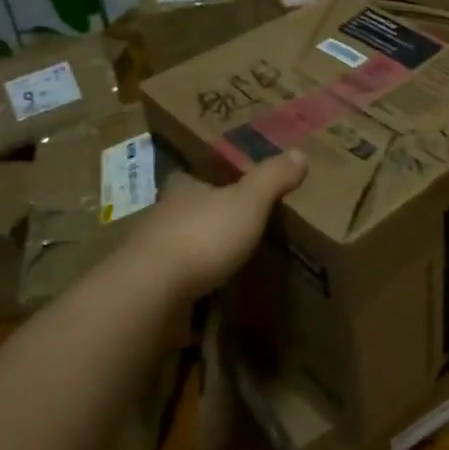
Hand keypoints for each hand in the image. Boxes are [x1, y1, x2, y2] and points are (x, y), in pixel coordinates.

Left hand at [119, 153, 306, 299]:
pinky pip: (171, 285)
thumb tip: (300, 152)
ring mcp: (149, 257)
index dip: (201, 179)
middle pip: (180, 212)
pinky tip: (206, 298)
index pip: (187, 177)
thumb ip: (273, 178)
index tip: (218, 184)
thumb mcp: (248, 201)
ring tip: (222, 264)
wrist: (152, 292)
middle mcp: (160, 218)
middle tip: (228, 226)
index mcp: (182, 191)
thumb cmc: (203, 235)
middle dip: (200, 218)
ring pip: (174, 248)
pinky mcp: (148, 292)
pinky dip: (187, 288)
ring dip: (193, 254)